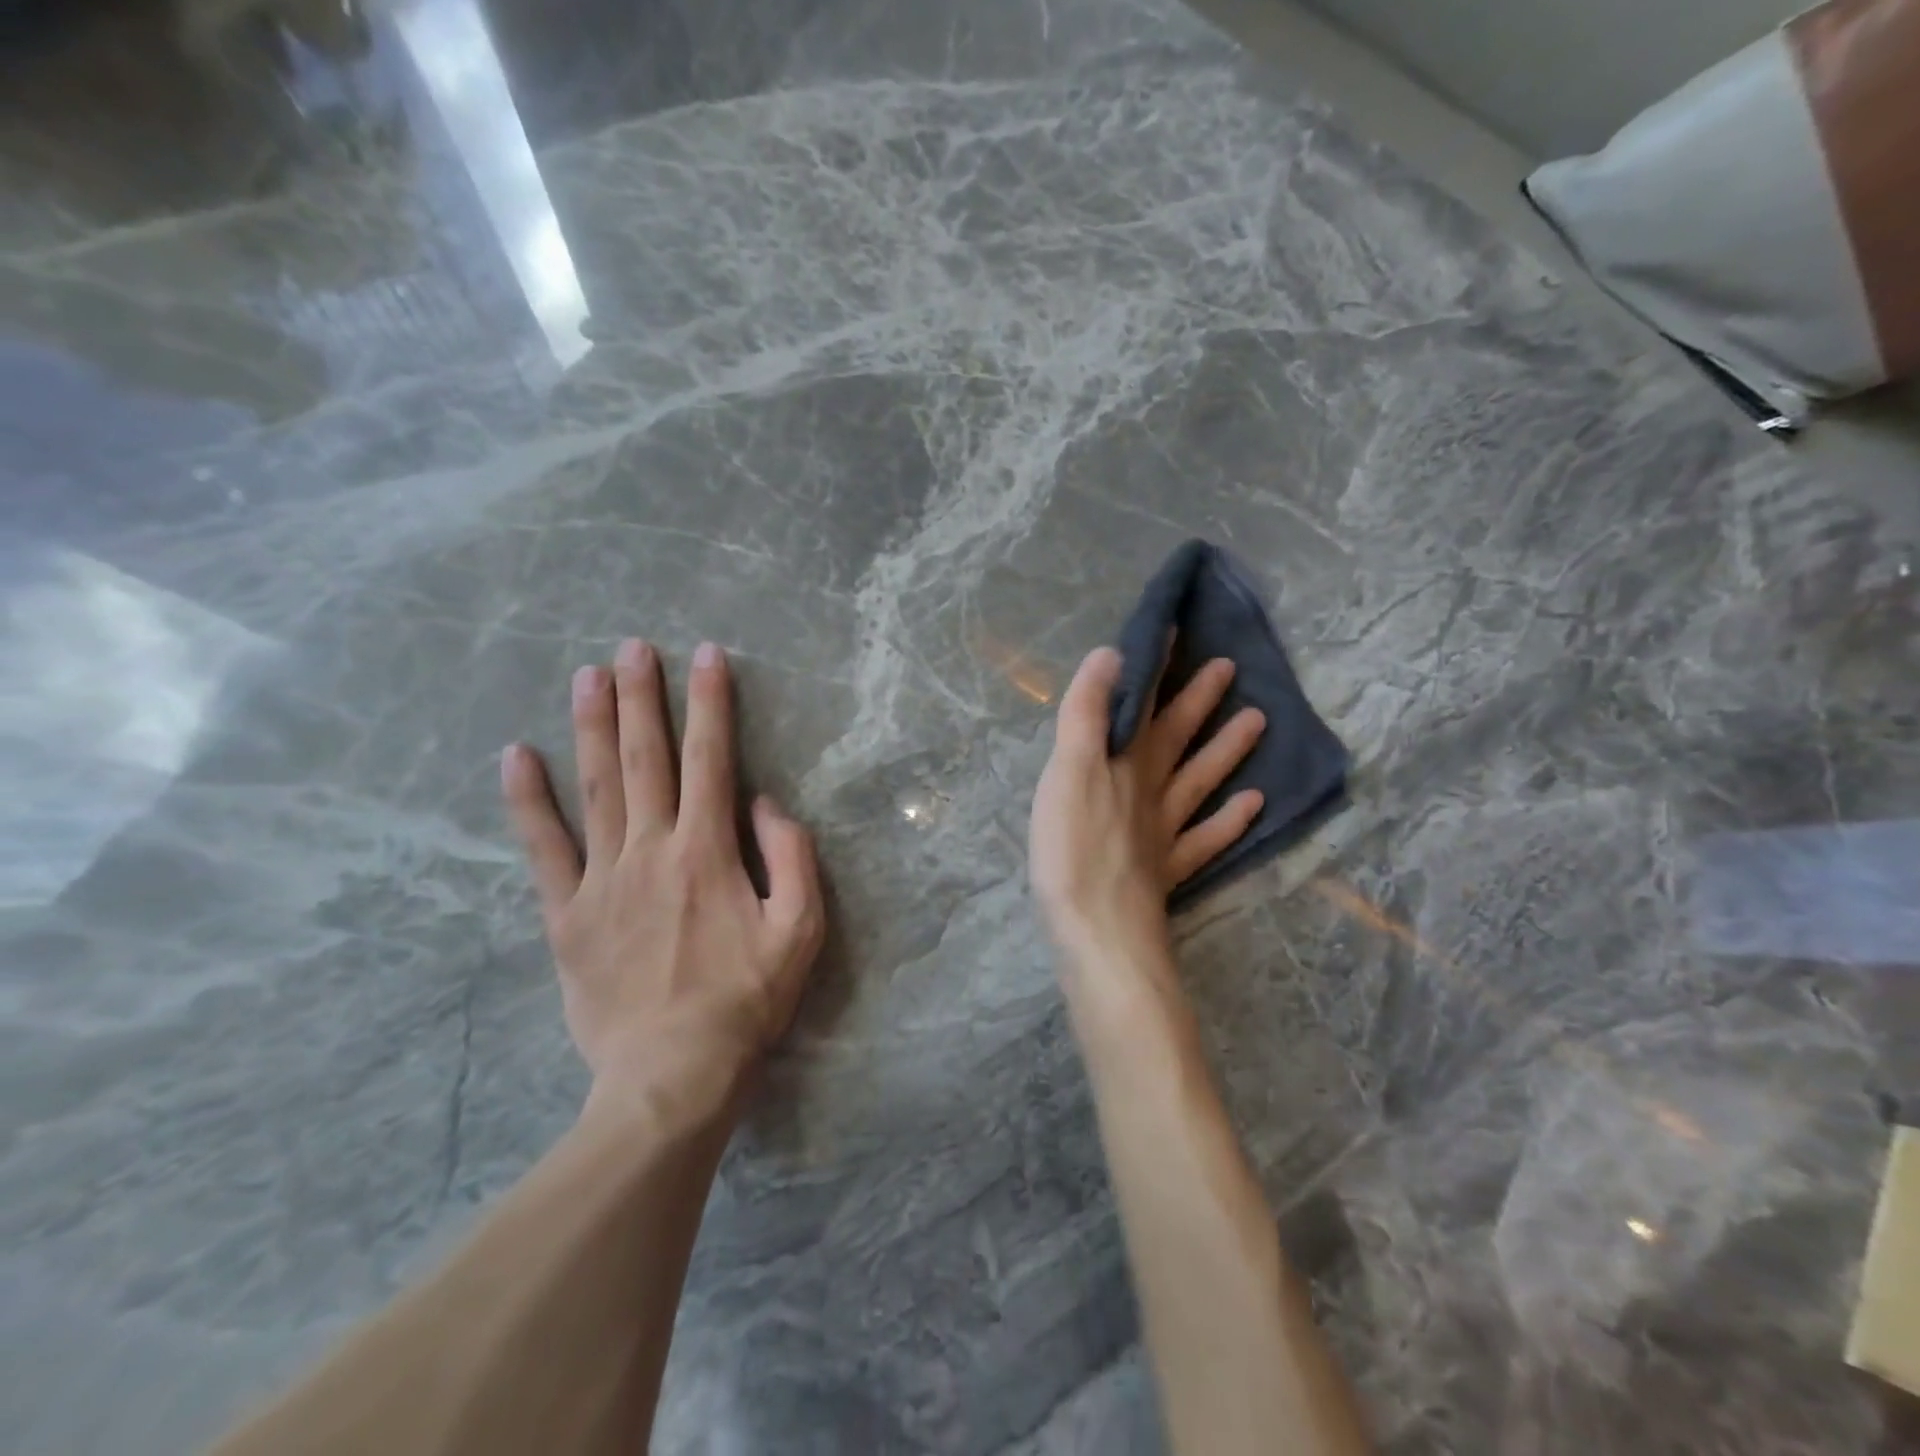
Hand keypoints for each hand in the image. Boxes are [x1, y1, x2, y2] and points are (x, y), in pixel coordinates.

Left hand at [501, 639, 825, 1106]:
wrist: (671, 1075)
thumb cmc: (745, 1001)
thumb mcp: (800, 930)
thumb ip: (791, 858)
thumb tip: (763, 803)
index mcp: (709, 852)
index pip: (712, 760)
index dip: (711, 704)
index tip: (707, 656)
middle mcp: (652, 850)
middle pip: (647, 759)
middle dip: (643, 698)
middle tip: (633, 647)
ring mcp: (603, 879)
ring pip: (596, 787)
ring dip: (592, 726)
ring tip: (586, 675)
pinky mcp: (567, 913)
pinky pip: (544, 848)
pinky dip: (528, 800)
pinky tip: (515, 756)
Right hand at [1030, 644, 1265, 978]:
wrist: (1099, 933)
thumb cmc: (1074, 849)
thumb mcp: (1068, 772)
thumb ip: (1087, 715)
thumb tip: (1112, 654)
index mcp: (1125, 763)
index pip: (1144, 704)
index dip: (1157, 667)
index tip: (1178, 630)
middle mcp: (1151, 791)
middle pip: (1179, 738)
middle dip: (1198, 701)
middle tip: (1229, 667)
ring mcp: (1165, 834)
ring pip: (1200, 783)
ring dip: (1227, 751)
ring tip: (1258, 722)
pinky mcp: (1167, 874)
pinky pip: (1206, 840)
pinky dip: (1229, 822)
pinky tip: (1253, 807)